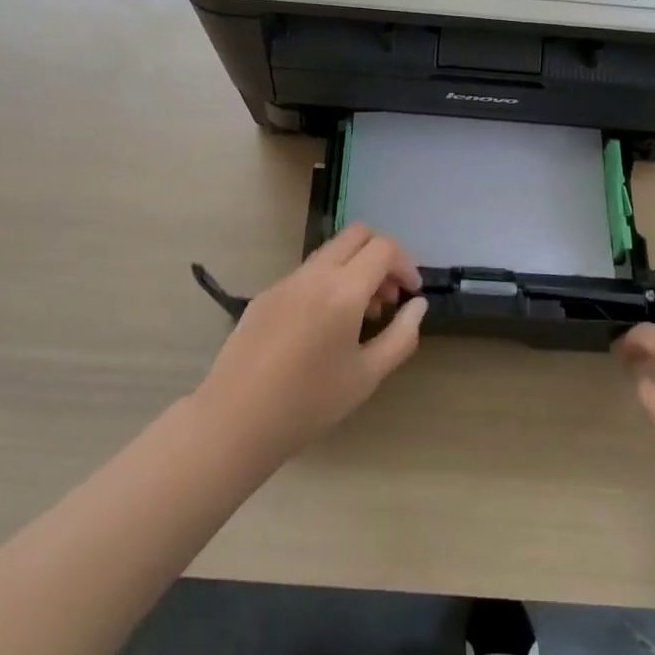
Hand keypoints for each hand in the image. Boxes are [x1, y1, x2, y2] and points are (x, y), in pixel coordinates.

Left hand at [195, 225, 426, 460]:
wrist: (235, 420)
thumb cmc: (309, 403)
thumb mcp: (367, 376)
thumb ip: (401, 336)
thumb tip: (418, 305)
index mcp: (343, 290)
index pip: (384, 248)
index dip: (406, 264)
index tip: (411, 294)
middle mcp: (315, 274)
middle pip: (357, 234)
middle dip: (381, 255)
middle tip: (387, 296)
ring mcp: (286, 281)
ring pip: (330, 251)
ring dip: (354, 268)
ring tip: (359, 316)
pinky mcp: (266, 294)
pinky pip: (307, 273)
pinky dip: (328, 282)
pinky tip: (323, 327)